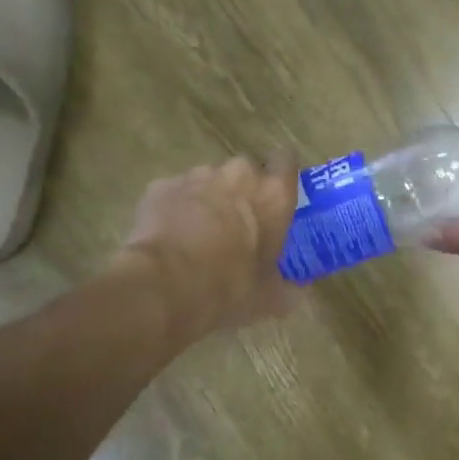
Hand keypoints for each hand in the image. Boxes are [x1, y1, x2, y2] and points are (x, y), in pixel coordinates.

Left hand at [116, 158, 302, 339]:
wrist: (166, 287)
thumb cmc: (230, 288)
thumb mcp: (270, 298)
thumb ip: (289, 288)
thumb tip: (297, 292)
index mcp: (273, 194)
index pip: (286, 161)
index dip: (281, 174)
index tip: (276, 194)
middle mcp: (238, 174)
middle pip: (245, 171)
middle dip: (242, 190)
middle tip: (239, 223)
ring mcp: (196, 176)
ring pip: (207, 180)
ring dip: (208, 198)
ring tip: (199, 232)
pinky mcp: (161, 186)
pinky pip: (175, 192)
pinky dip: (176, 208)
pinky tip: (170, 236)